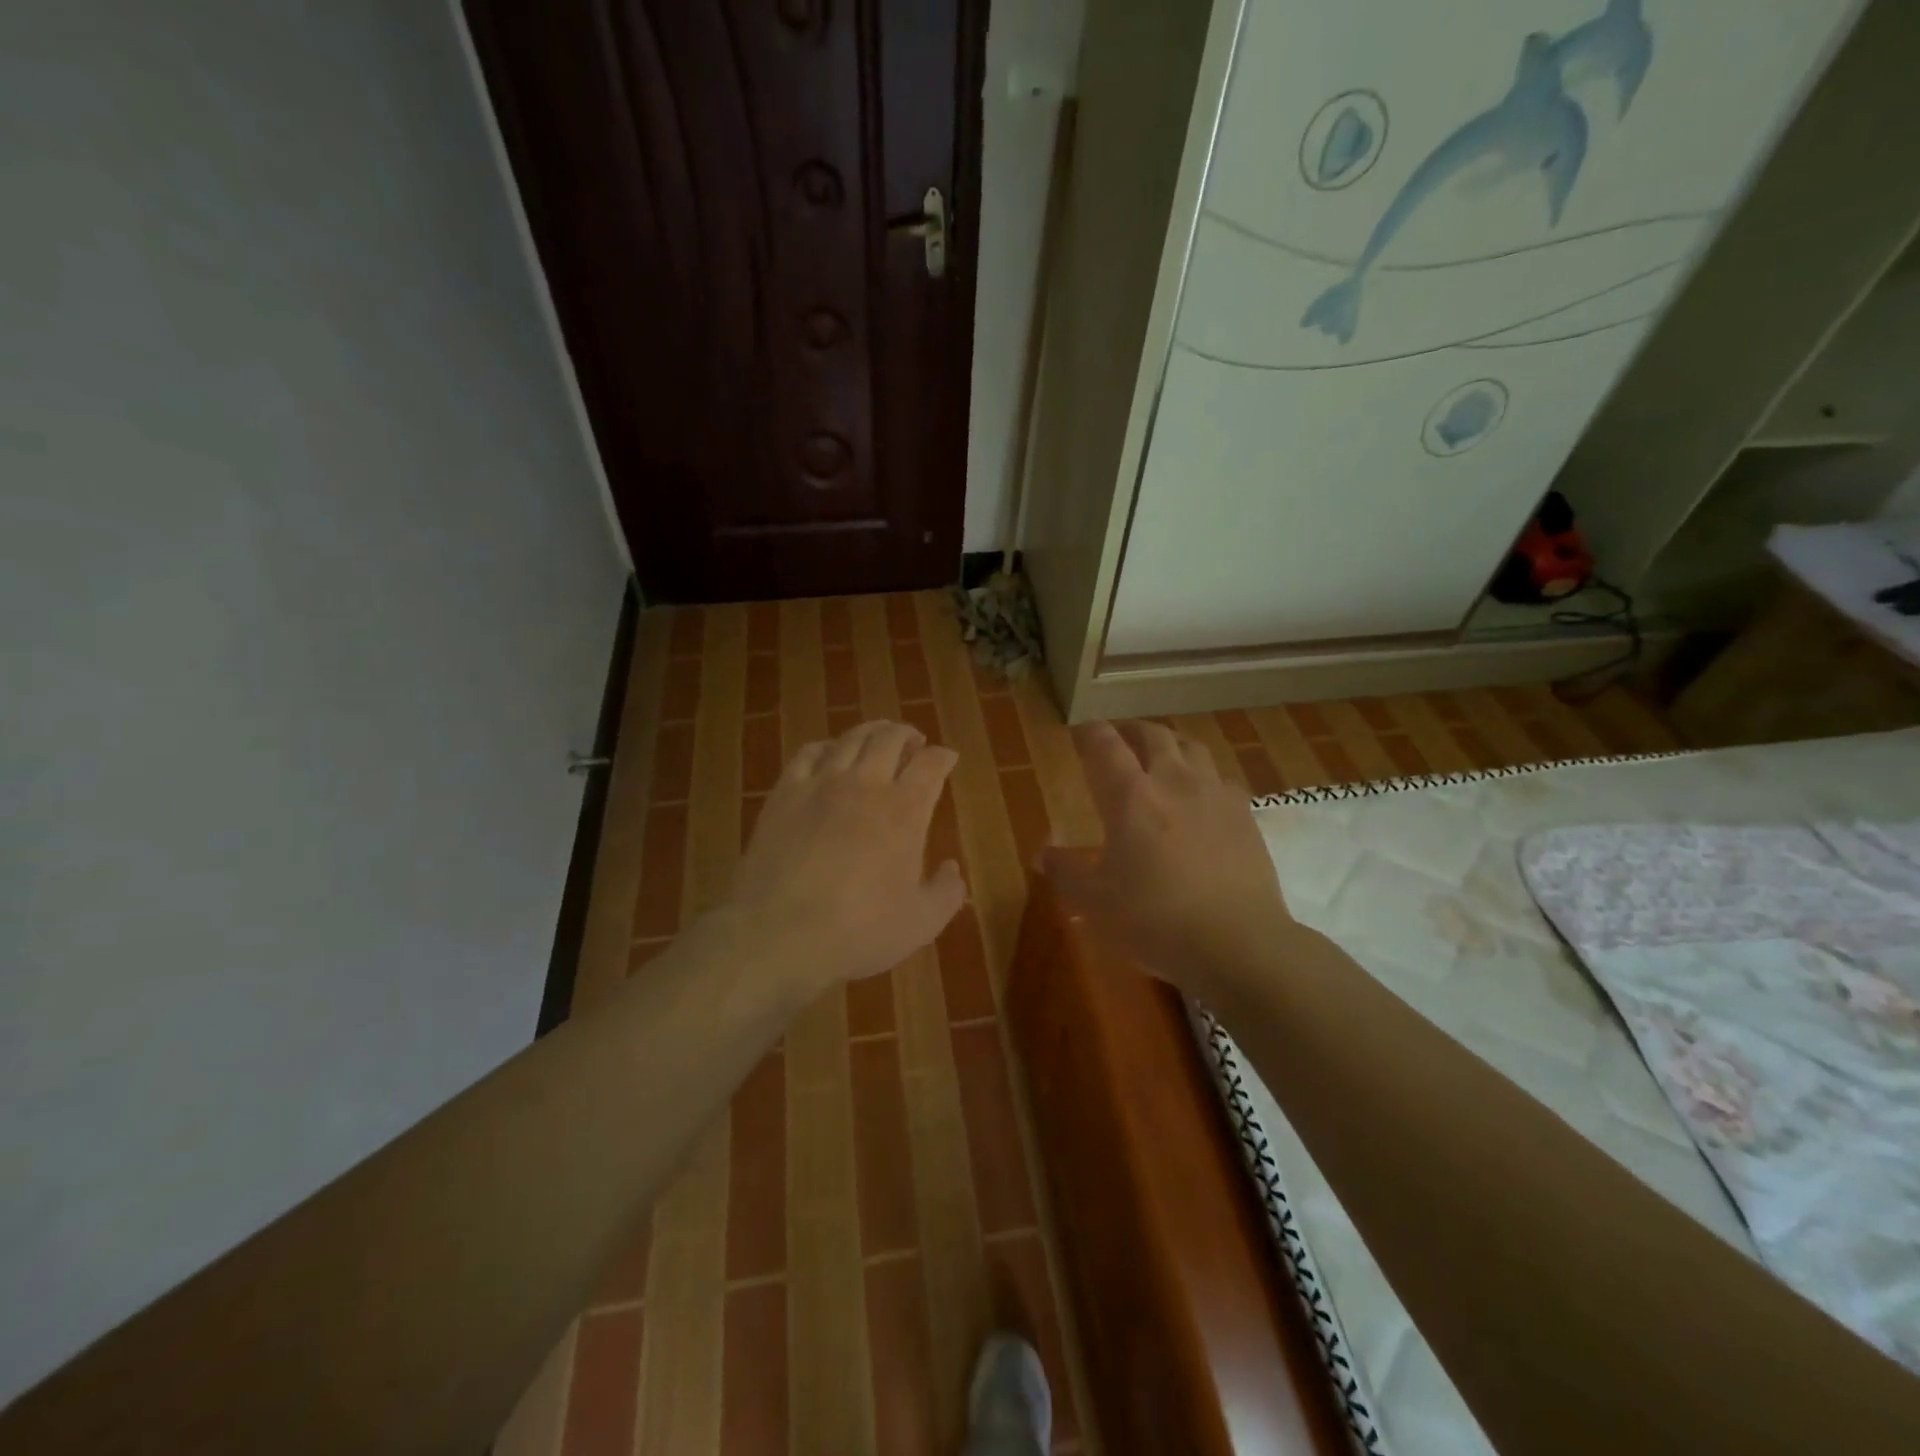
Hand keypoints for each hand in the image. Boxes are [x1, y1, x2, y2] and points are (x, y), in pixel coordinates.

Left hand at [724, 720, 965, 1000]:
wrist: (780, 935)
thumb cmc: (859, 931)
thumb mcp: (921, 923)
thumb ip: (946, 892)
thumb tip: (951, 868)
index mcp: (905, 810)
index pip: (930, 764)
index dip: (943, 756)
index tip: (947, 758)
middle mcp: (865, 785)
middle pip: (890, 738)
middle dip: (907, 734)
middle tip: (914, 741)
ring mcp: (821, 784)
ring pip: (850, 739)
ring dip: (871, 732)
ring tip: (878, 736)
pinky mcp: (784, 794)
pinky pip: (808, 753)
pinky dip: (826, 746)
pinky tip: (828, 753)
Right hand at [1045, 720, 1293, 997]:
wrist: (1238, 942)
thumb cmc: (1154, 920)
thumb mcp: (1095, 903)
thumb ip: (1066, 872)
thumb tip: (1042, 853)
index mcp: (1131, 797)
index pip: (1105, 746)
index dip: (1091, 733)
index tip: (1081, 733)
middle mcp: (1173, 782)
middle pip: (1153, 735)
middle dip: (1132, 730)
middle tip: (1120, 738)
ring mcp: (1214, 795)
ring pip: (1192, 748)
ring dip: (1171, 745)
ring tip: (1162, 756)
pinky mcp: (1245, 815)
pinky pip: (1221, 778)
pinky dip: (1204, 775)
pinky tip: (1202, 795)